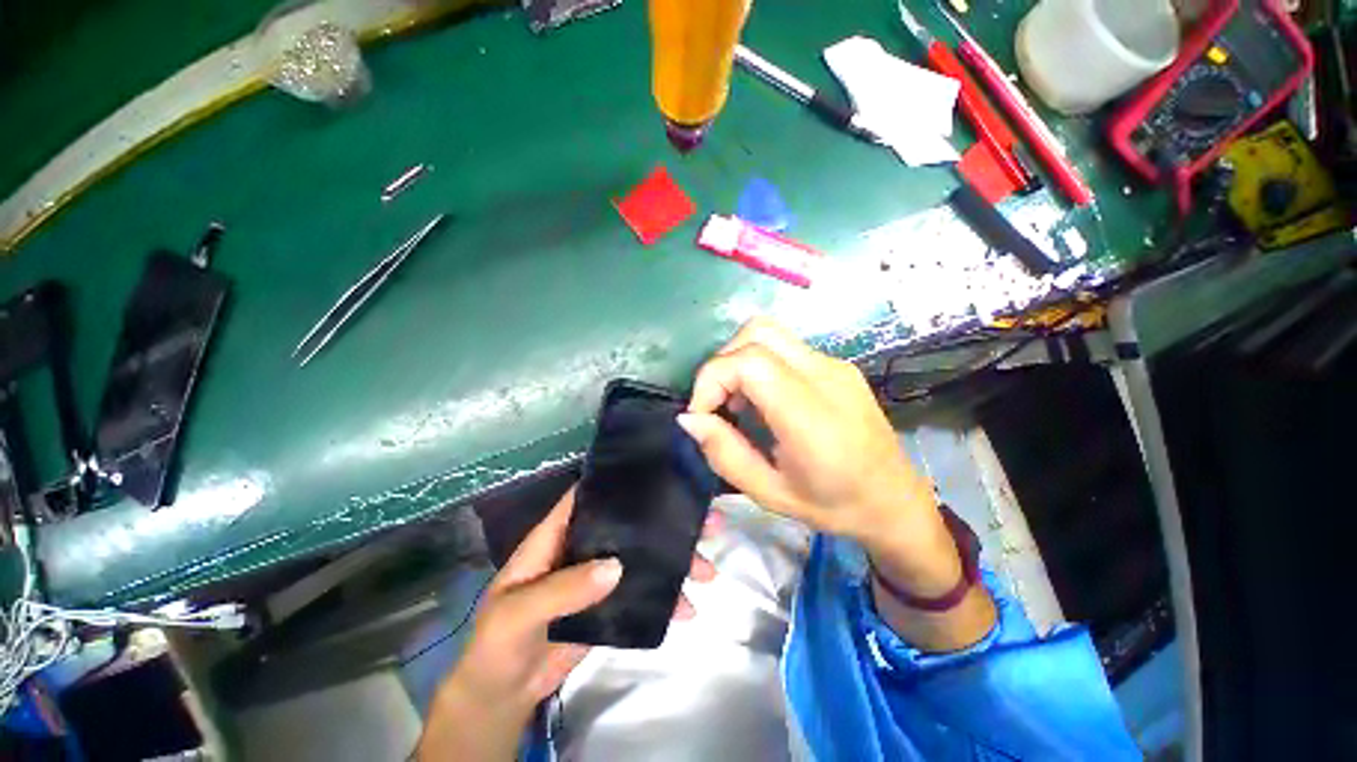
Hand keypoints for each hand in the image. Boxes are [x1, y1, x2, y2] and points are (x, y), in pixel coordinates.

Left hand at [418, 487, 715, 760]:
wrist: (502, 696)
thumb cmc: (497, 644)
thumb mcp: (519, 613)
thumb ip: (563, 588)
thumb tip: (616, 566)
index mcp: (557, 536)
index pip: (588, 498)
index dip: (618, 483)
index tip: (659, 475)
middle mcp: (583, 548)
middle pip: (627, 525)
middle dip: (665, 522)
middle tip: (706, 523)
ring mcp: (599, 577)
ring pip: (641, 558)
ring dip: (674, 561)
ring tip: (708, 570)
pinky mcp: (610, 604)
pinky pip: (642, 593)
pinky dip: (665, 598)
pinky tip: (687, 608)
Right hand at [677, 318, 951, 586]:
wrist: (895, 500)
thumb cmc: (834, 506)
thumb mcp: (769, 493)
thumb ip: (724, 453)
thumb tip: (689, 418)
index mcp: (811, 416)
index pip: (749, 363)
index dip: (712, 379)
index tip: (701, 413)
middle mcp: (825, 376)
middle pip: (757, 332)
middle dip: (722, 362)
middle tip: (717, 403)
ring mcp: (835, 364)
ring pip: (770, 332)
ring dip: (739, 359)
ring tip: (738, 401)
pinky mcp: (837, 364)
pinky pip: (785, 347)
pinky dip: (758, 363)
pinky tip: (763, 400)